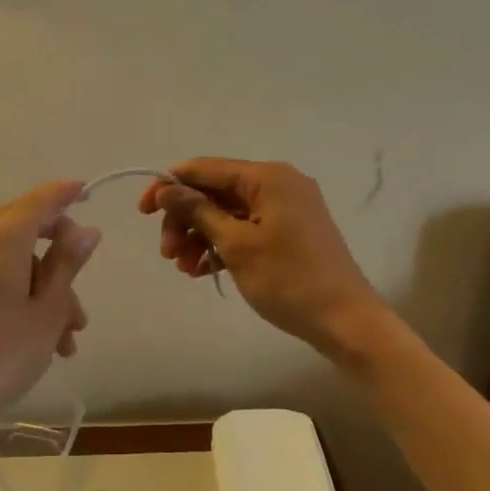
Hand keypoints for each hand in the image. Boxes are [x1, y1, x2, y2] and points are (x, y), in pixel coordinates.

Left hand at [0, 180, 99, 446]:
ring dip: (47, 290)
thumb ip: (67, 263)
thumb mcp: (46, 311)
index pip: (41, 199)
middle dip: (62, 260)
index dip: (67, 193)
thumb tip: (86, 230)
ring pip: (16, 260)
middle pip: (28, 227)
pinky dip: (23, 296)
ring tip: (68, 339)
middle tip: (83, 297)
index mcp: (2, 237)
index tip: (90, 192)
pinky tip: (43, 340)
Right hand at [138, 159, 387, 356]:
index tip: (143, 212)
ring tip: (184, 268)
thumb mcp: (236, 244)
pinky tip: (203, 271)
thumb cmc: (289, 280)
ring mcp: (286, 208)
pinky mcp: (289, 231)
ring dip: (199, 235)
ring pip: (227, 212)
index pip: (205, 169)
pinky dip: (222, 245)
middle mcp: (278, 183)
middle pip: (214, 191)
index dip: (169, 186)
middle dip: (185, 219)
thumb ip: (198, 211)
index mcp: (267, 177)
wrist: (346, 321)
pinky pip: (245, 228)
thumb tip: (167, 188)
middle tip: (167, 253)